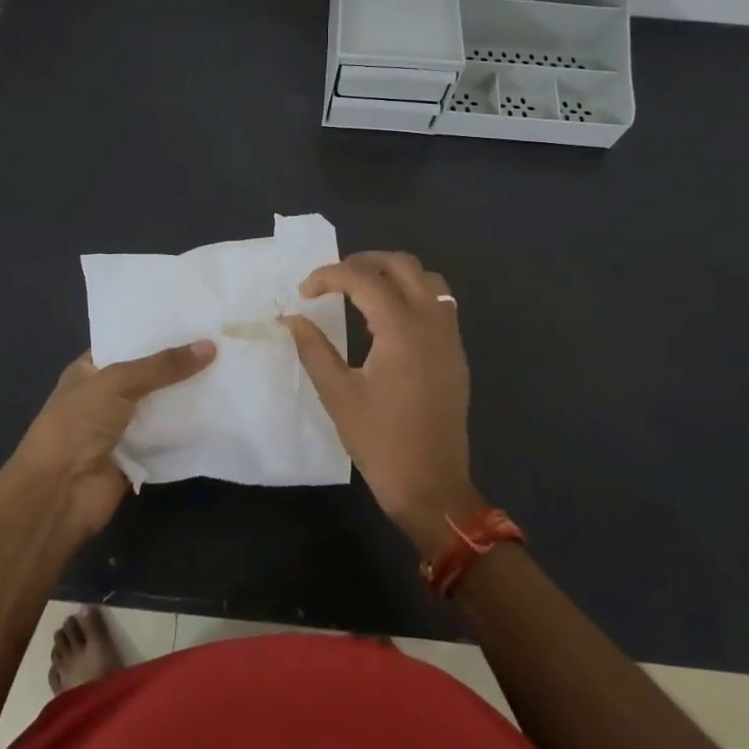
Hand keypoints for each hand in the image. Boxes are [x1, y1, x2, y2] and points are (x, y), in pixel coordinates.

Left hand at [4, 340, 215, 538]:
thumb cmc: (77, 424)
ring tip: (228, 368)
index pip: (125, 343)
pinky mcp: (137, 456)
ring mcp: (121, 428)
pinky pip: (167, 436)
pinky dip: (187, 427)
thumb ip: (162, 365)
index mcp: (89, 371)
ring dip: (186, 394)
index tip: (193, 318)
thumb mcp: (117, 382)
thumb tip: (210, 346)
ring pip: (160, 405)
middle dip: (178, 362)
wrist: (59, 492)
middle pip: (148, 374)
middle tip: (220, 340)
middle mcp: (104, 396)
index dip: (154, 331)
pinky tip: (220, 409)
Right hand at [283, 251, 482, 553]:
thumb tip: (293, 319)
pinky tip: (386, 321)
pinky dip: (412, 295)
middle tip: (332, 280)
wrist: (431, 486)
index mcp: (402, 329)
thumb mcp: (337, 394)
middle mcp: (431, 322)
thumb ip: (314, 349)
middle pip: (402, 264)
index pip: (363, 278)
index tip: (303, 292)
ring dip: (393, 275)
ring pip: (427, 279)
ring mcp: (449, 336)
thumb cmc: (381, 441)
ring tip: (361, 293)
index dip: (329, 276)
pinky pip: (439, 303)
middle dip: (363, 262)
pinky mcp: (455, 353)